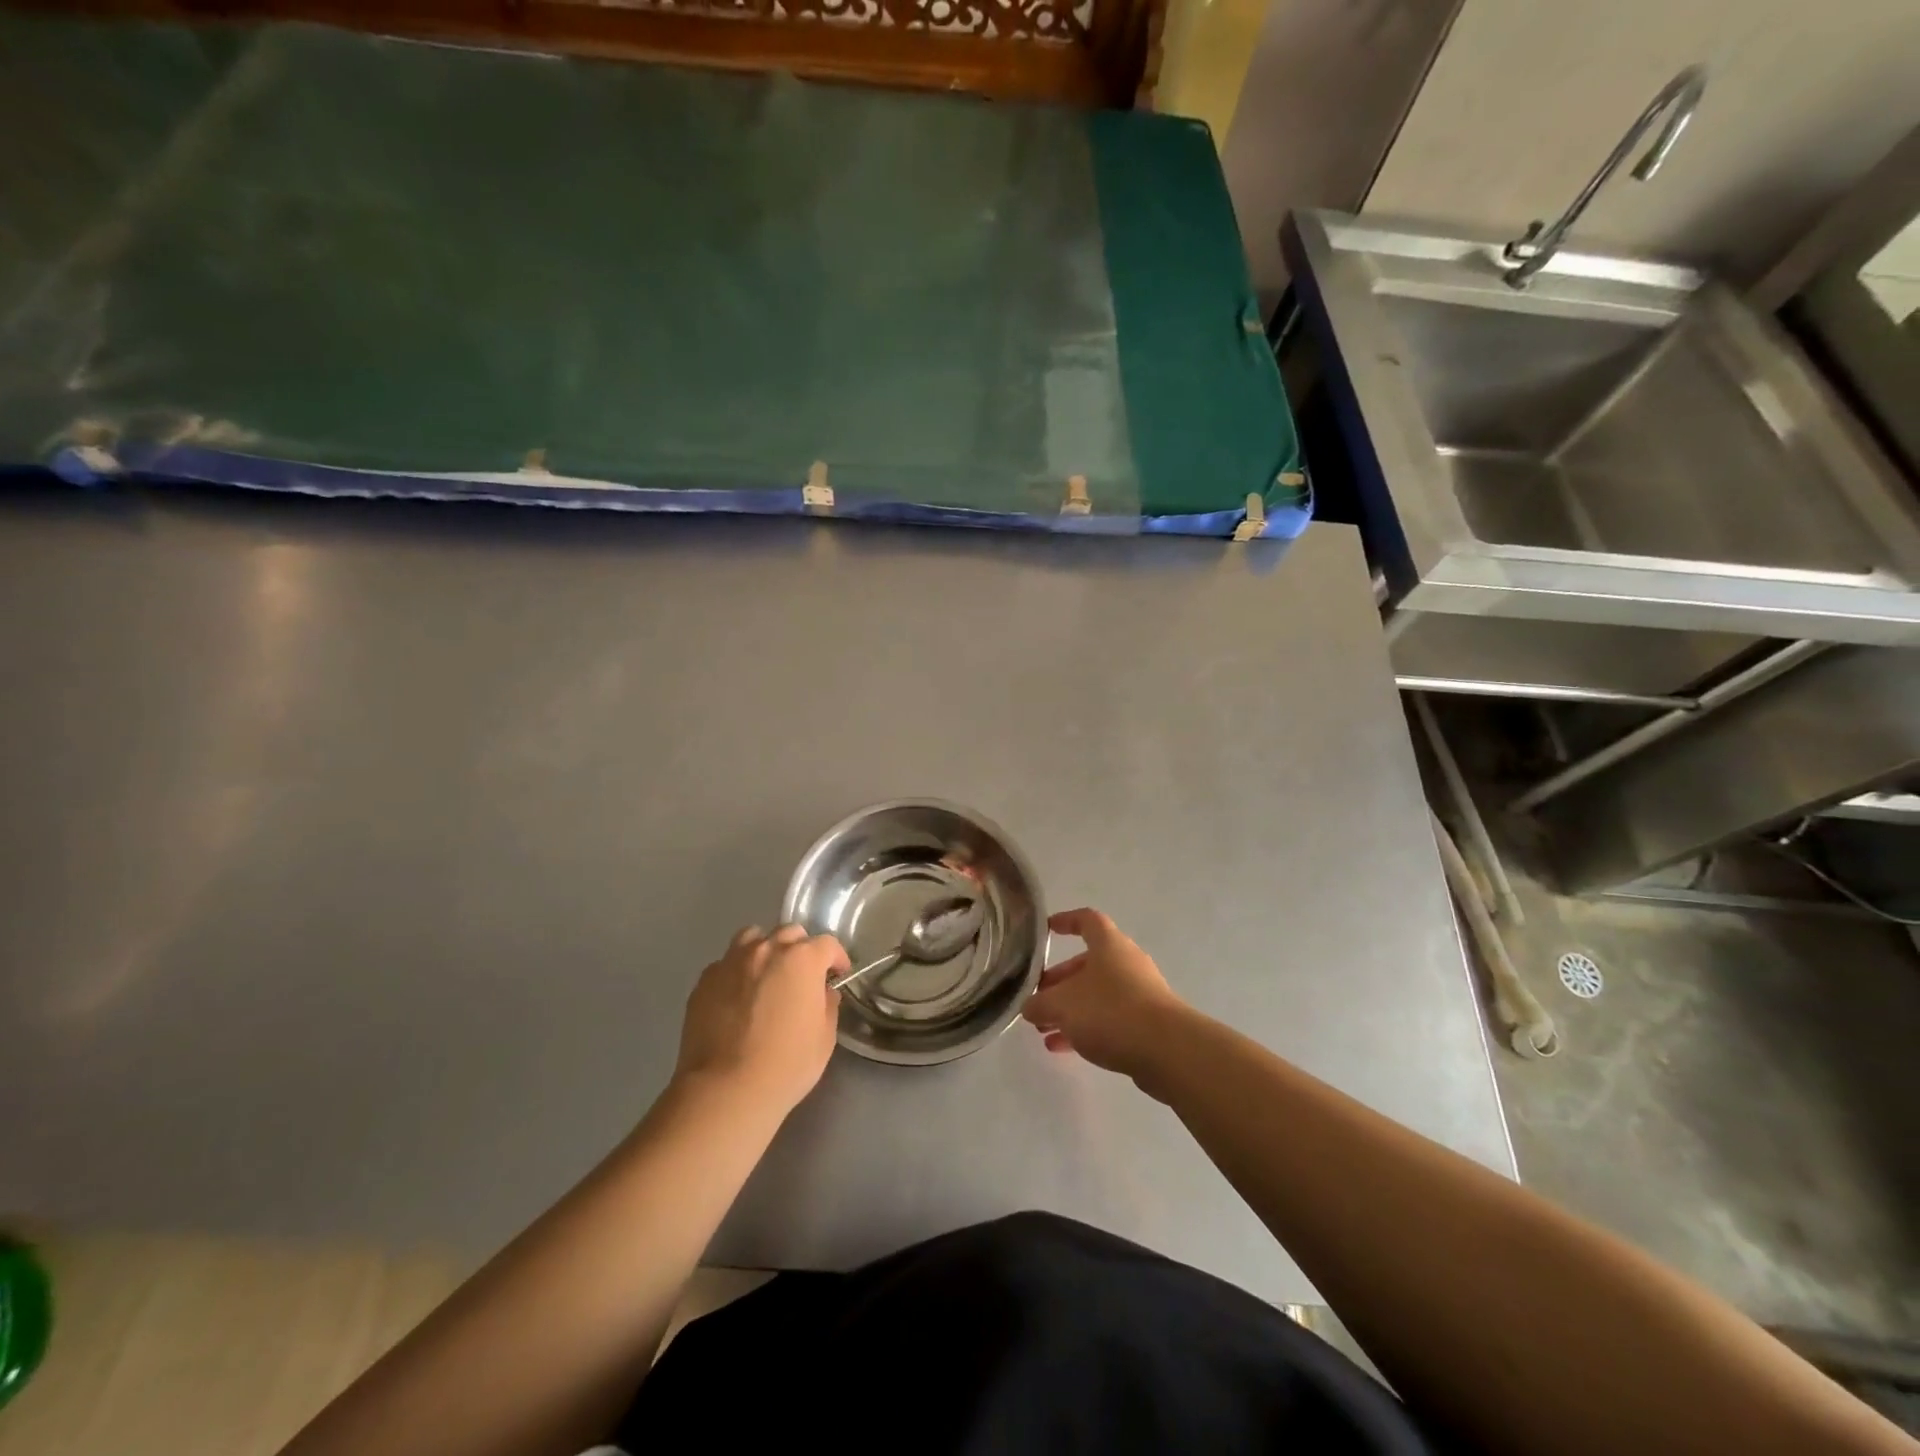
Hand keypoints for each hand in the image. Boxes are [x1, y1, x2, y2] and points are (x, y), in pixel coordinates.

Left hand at [674, 925, 848, 1114]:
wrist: (725, 1089)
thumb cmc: (786, 1065)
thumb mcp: (824, 1038)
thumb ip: (827, 1005)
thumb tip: (822, 992)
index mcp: (802, 959)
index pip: (827, 944)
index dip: (837, 958)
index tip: (838, 974)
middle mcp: (767, 949)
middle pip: (790, 933)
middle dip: (801, 949)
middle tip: (802, 976)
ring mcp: (732, 961)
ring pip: (753, 938)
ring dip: (766, 950)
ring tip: (766, 975)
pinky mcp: (705, 980)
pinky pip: (726, 963)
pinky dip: (737, 972)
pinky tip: (737, 997)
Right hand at [1022, 909, 1184, 1081]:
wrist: (1168, 1051)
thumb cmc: (1111, 1012)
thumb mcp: (1062, 1006)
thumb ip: (1040, 1004)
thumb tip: (1029, 1007)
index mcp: (1108, 944)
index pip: (1086, 920)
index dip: (1065, 922)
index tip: (1046, 931)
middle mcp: (1126, 962)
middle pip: (1087, 964)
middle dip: (1059, 981)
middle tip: (1037, 999)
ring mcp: (1140, 993)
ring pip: (1097, 994)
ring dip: (1069, 1009)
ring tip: (1044, 1031)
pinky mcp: (1147, 1023)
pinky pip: (1109, 1018)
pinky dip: (1086, 1028)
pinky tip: (1064, 1049)